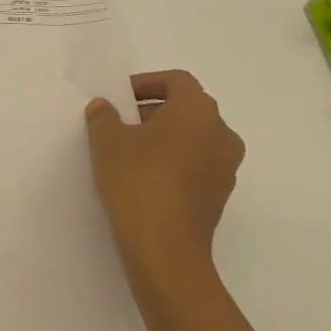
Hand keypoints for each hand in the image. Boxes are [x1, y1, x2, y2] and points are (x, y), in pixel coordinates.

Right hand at [85, 70, 243, 281]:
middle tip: (122, 123)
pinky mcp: (220, 196)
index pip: (176, 80)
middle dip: (154, 110)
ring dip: (165, 137)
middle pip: (187, 108)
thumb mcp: (108, 141)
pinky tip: (146, 178)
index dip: (146, 83)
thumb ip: (104, 116)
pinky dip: (175, 162)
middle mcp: (221, 133)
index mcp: (198, 110)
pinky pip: (197, 165)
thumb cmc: (138, 181)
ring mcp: (225, 167)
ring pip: (194, 138)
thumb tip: (105, 107)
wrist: (165, 250)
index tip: (120, 98)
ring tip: (131, 151)